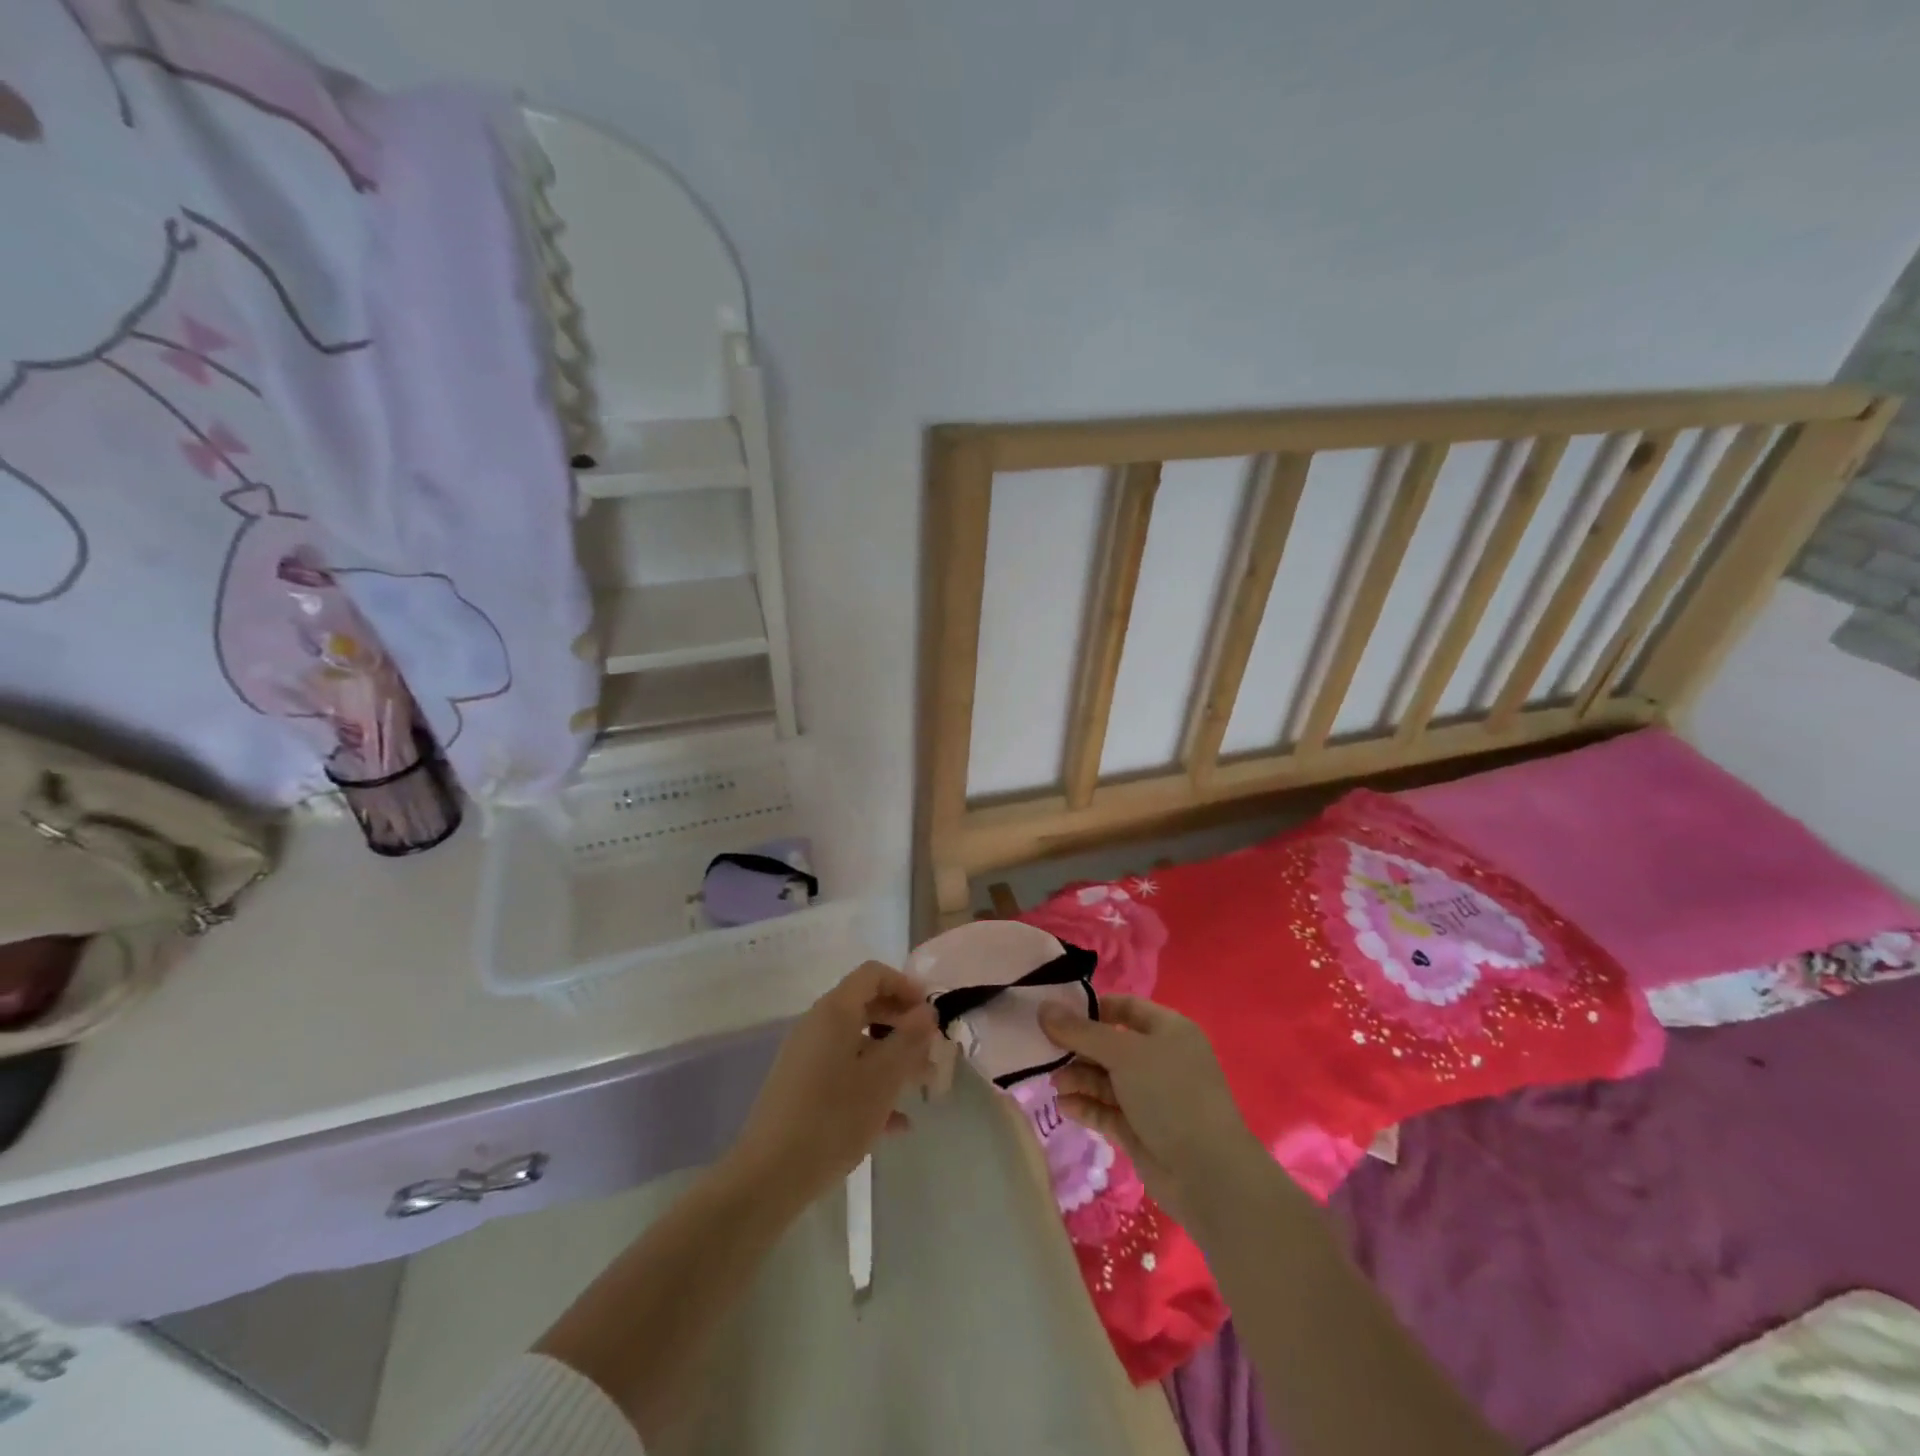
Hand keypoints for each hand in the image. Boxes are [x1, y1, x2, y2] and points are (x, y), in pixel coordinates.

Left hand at [723, 962, 936, 1214]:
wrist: (769, 1177)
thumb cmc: (833, 1118)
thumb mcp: (882, 1078)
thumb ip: (909, 1039)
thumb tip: (927, 1011)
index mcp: (834, 1012)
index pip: (873, 974)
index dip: (905, 986)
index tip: (930, 1014)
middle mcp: (817, 1026)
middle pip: (866, 1007)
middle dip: (902, 1025)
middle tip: (930, 1050)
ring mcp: (806, 1058)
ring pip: (857, 1043)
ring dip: (891, 1058)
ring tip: (921, 1087)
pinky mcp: (801, 1089)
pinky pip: (843, 1073)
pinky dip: (870, 1085)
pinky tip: (897, 1123)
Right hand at [1040, 994, 1263, 1225]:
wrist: (1207, 1174)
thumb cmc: (1170, 1095)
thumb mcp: (1123, 1053)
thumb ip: (1080, 1031)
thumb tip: (1044, 1008)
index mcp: (1168, 1030)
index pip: (1125, 1007)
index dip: (1092, 1008)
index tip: (1056, 1012)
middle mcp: (1160, 1059)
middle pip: (1111, 1044)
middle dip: (1079, 1048)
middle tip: (1044, 1051)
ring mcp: (1151, 1097)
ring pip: (1106, 1079)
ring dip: (1079, 1078)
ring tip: (1054, 1083)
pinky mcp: (1140, 1130)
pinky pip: (1107, 1110)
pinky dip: (1086, 1106)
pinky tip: (1064, 1106)